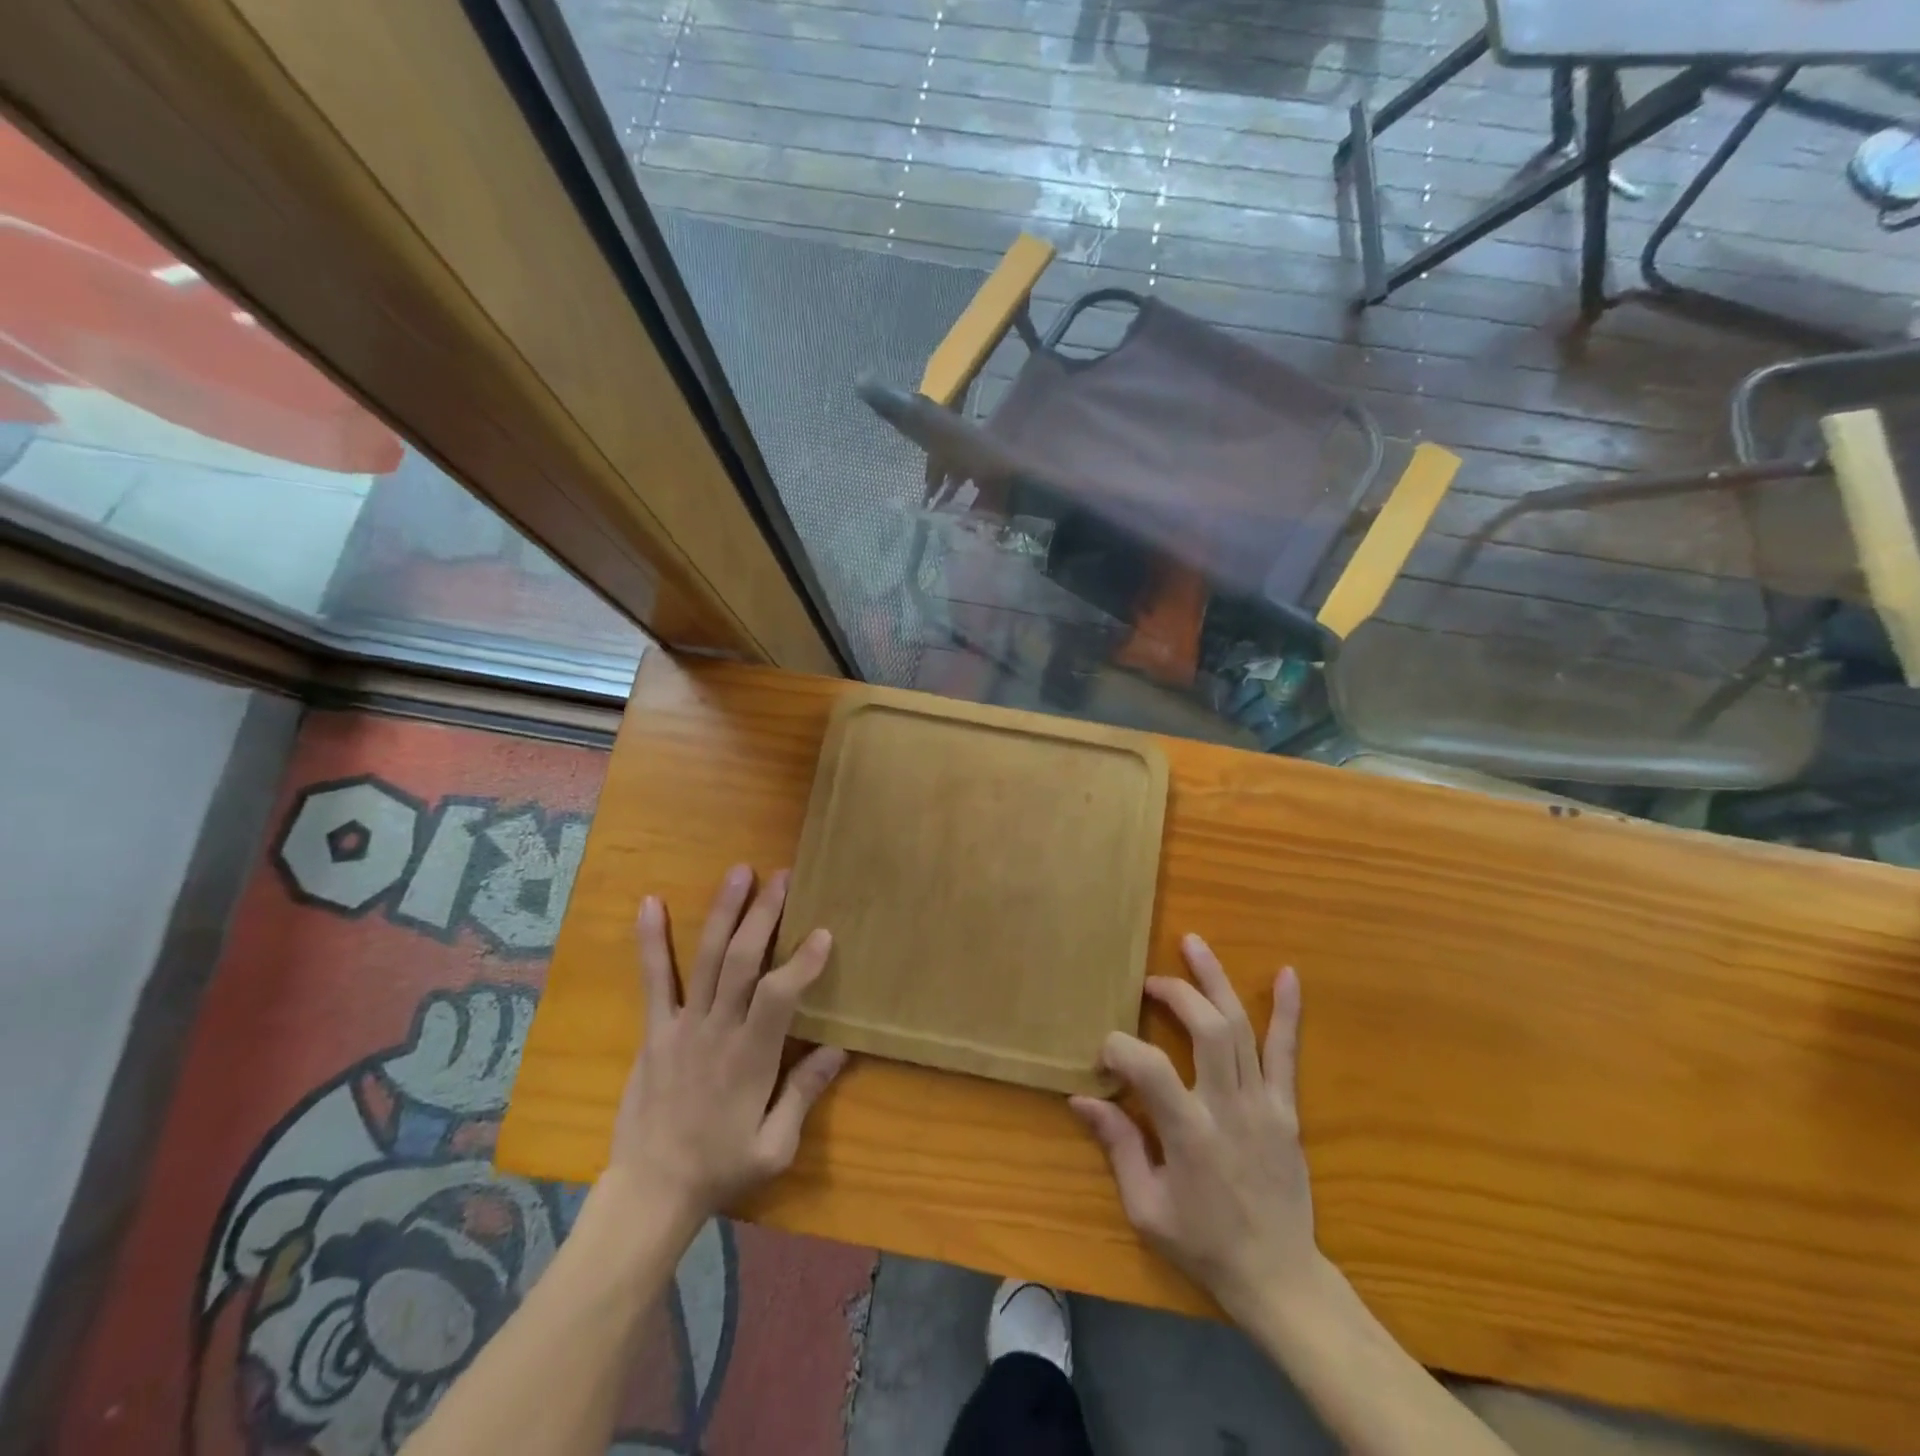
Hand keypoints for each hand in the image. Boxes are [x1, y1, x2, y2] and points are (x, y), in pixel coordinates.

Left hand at [602, 866, 846, 1235]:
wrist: (650, 1191)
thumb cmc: (721, 1167)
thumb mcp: (775, 1146)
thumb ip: (804, 1092)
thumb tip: (839, 1047)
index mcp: (751, 1058)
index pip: (779, 997)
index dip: (802, 963)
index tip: (823, 932)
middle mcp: (717, 1031)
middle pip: (741, 962)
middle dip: (764, 915)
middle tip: (782, 877)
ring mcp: (682, 1026)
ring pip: (705, 958)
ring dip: (723, 912)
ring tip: (739, 872)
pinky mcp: (655, 1030)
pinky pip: (654, 980)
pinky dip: (651, 940)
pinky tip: (650, 902)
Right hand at [1071, 935, 1319, 1323]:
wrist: (1279, 1277)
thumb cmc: (1203, 1244)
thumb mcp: (1146, 1207)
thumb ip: (1117, 1145)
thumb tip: (1081, 1097)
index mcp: (1190, 1135)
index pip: (1149, 1067)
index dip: (1119, 1049)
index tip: (1103, 1058)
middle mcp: (1229, 1108)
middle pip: (1206, 1029)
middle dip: (1174, 993)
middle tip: (1148, 982)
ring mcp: (1264, 1104)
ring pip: (1241, 1028)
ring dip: (1216, 980)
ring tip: (1193, 944)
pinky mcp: (1286, 1108)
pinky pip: (1287, 1053)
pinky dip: (1288, 1012)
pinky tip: (1287, 974)